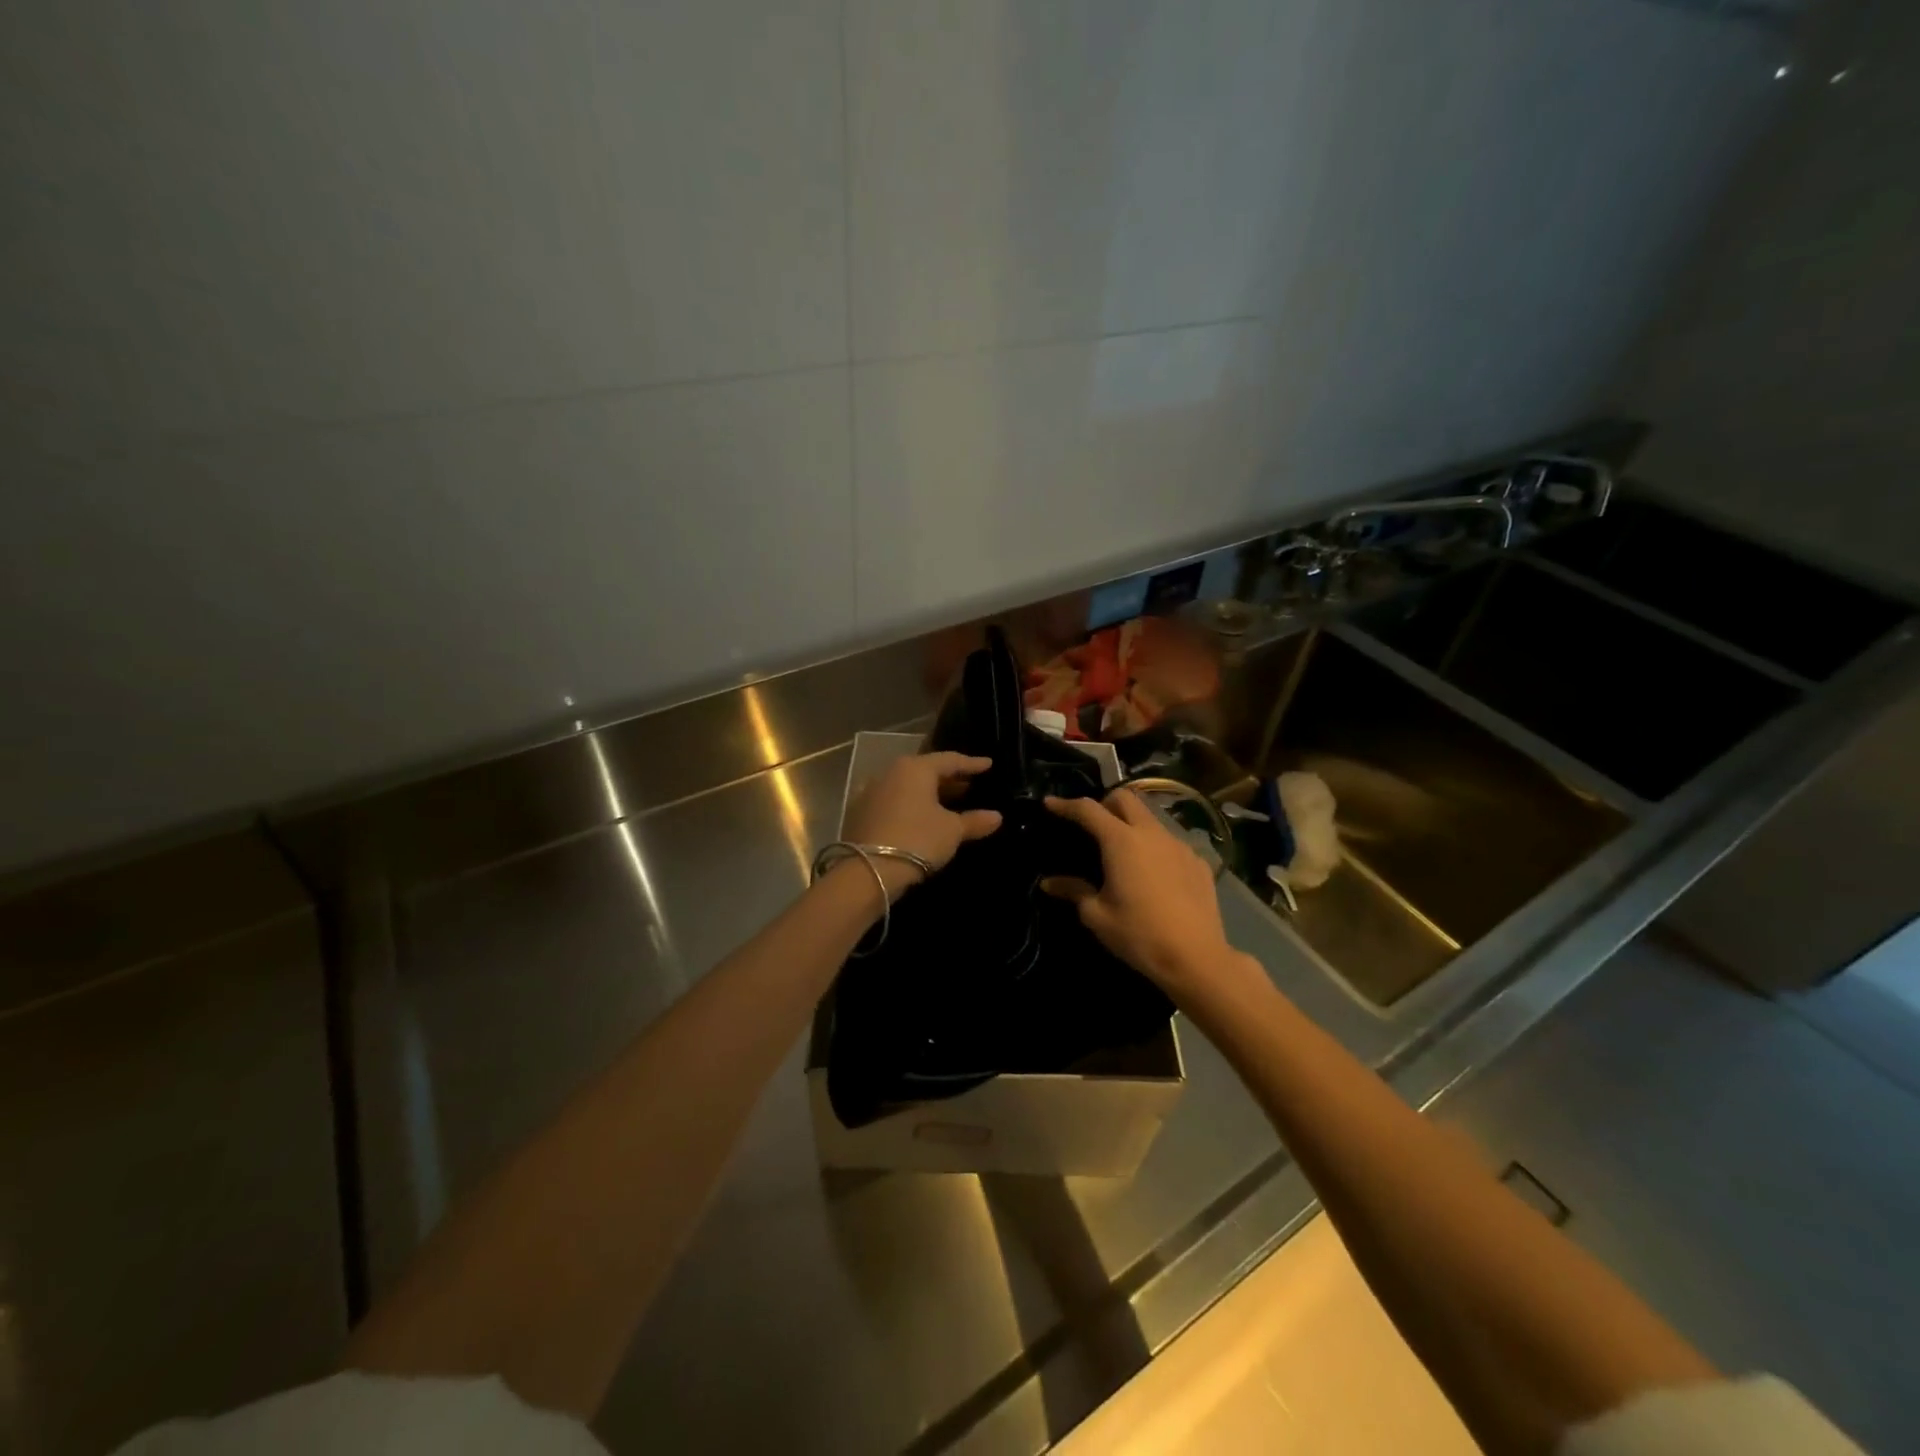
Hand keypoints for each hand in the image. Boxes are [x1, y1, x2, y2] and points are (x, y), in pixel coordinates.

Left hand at [841, 752, 1002, 896]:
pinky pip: (893, 801)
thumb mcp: (951, 831)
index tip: (988, 764)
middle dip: (949, 778)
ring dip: (928, 793)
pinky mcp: (860, 812)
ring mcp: (871, 791)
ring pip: (907, 786)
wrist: (868, 871)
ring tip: (949, 802)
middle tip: (969, 784)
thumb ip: (974, 821)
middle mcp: (891, 772)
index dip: (971, 763)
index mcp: (915, 768)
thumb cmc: (917, 840)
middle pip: (926, 770)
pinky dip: (910, 805)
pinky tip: (921, 818)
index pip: (949, 760)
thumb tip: (997, 817)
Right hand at [1041, 789, 1253, 1005]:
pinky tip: (1154, 875)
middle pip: (1126, 798)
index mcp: (1121, 841)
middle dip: (1105, 803)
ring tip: (1124, 852)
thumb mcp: (1097, 916)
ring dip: (1132, 824)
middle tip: (1092, 825)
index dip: (1066, 804)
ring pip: (1151, 818)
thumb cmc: (1139, 934)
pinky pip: (1171, 842)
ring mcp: (1180, 845)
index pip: (1088, 810)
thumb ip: (1074, 891)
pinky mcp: (1199, 861)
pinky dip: (1155, 847)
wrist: (1196, 958)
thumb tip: (1049, 883)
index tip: (1050, 804)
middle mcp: (1152, 833)